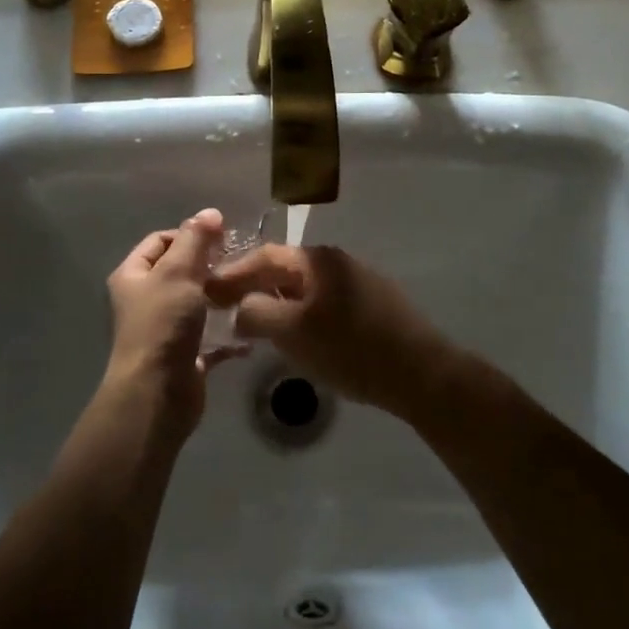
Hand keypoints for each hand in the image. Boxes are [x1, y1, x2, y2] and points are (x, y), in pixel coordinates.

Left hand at [102, 208, 234, 439]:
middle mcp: (145, 300)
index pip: (160, 241)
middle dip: (209, 266)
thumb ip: (195, 240)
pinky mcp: (185, 356)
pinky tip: (250, 328)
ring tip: (249, 290)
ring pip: (197, 304)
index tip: (221, 238)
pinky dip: (228, 334)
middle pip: (179, 272)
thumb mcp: (178, 273)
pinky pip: (211, 338)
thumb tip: (210, 212)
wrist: (157, 394)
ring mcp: (164, 330)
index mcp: (133, 276)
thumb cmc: (163, 324)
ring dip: (221, 298)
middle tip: (239, 263)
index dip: (189, 234)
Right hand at [205, 244, 462, 422]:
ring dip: (278, 301)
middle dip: (253, 287)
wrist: (422, 373)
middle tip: (227, 308)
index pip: (264, 256)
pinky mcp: (373, 303)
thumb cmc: (352, 349)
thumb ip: (257, 313)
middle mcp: (338, 260)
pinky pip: (324, 301)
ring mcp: (359, 280)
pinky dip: (302, 312)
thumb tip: (240, 307)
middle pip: (285, 269)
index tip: (207, 291)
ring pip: (305, 287)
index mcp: (318, 260)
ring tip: (257, 325)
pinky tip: (298, 335)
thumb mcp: (294, 333)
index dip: (233, 273)